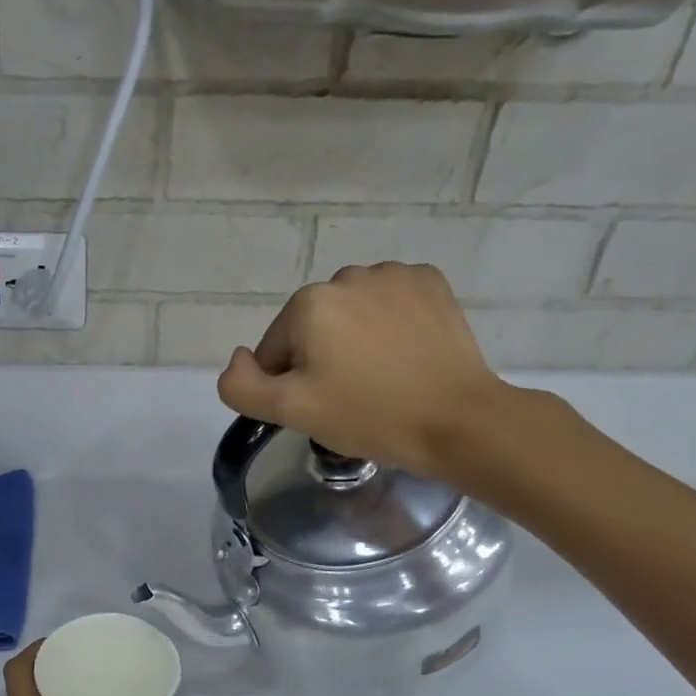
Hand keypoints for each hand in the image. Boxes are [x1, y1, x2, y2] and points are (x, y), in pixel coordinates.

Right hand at [216, 263, 514, 482]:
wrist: (457, 420)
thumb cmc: (368, 415)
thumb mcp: (290, 411)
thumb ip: (241, 386)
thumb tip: (238, 359)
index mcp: (308, 303)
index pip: (275, 349)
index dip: (289, 384)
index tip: (320, 407)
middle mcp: (347, 276)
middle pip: (312, 327)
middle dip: (321, 358)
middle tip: (350, 396)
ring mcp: (394, 275)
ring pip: (351, 313)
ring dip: (354, 339)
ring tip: (381, 377)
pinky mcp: (430, 283)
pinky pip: (390, 303)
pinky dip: (389, 325)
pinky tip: (405, 355)